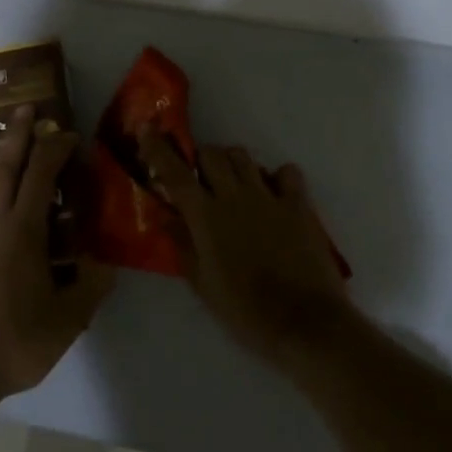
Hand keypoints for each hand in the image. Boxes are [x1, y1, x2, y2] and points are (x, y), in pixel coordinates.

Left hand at [0, 107, 114, 402]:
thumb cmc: (15, 341)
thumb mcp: (67, 320)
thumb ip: (90, 289)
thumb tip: (107, 266)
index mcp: (22, 232)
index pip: (41, 176)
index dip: (56, 150)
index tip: (70, 136)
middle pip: (4, 169)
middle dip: (17, 136)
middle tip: (24, 110)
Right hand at [137, 129, 353, 370]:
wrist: (304, 323)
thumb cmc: (245, 311)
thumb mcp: (202, 285)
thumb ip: (182, 246)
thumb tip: (165, 217)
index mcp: (206, 216)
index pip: (175, 173)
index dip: (158, 148)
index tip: (147, 128)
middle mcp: (235, 196)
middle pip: (212, 154)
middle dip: (200, 158)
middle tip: (199, 178)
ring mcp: (269, 197)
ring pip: (244, 157)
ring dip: (233, 163)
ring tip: (233, 183)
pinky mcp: (299, 205)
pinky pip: (287, 173)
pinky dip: (278, 176)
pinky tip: (274, 193)